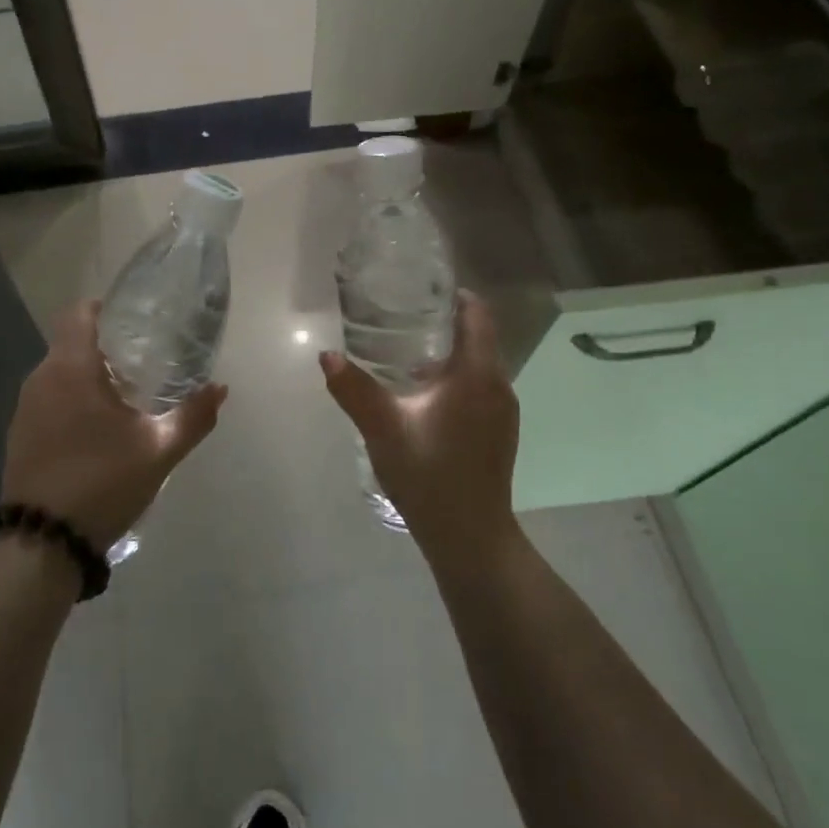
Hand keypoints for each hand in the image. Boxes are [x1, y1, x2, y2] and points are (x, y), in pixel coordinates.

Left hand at [3, 300, 227, 552]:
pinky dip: (72, 402)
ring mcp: (25, 408)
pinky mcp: (19, 435)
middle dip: (105, 347)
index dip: (106, 309)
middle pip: (71, 342)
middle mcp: (41, 377)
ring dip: (88, 377)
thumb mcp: (158, 450)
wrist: (41, 542)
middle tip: (143, 362)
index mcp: (70, 367)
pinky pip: (49, 400)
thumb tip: (220, 389)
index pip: (80, 313)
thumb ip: (192, 416)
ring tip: (124, 397)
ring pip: (59, 373)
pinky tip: (96, 431)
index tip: (136, 323)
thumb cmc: (102, 482)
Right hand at [320, 291, 519, 559]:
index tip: (421, 288)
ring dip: (446, 353)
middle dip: (443, 322)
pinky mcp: (497, 432)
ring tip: (403, 352)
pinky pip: (477, 387)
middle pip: (476, 337)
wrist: (471, 539)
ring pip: (476, 365)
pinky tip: (420, 394)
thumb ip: (354, 389)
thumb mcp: (383, 429)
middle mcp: (498, 386)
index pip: (477, 315)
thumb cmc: (430, 475)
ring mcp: (501, 411)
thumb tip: (327, 355)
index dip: (454, 295)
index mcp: (477, 375)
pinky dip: (453, 378)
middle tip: (400, 315)